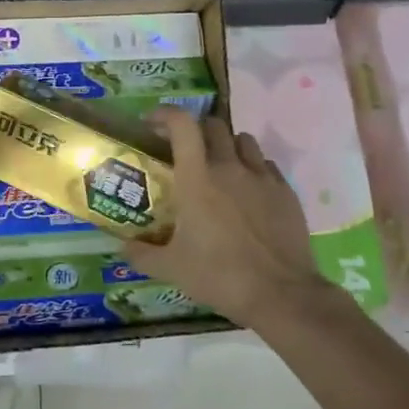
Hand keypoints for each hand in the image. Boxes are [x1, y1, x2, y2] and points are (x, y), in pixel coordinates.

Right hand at [123, 108, 351, 331]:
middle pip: (213, 126)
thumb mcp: (172, 268)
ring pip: (243, 140)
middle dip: (196, 131)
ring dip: (227, 146)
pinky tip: (249, 192)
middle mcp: (230, 167)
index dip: (165, 114)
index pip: (182, 125)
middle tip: (186, 151)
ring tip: (220, 167)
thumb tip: (122, 248)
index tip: (153, 123)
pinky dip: (253, 168)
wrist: (281, 294)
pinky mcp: (286, 192)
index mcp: (197, 179)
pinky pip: (266, 165)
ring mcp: (262, 177)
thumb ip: (142, 254)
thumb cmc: (219, 276)